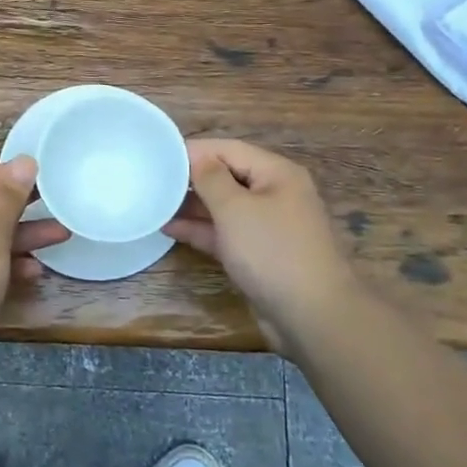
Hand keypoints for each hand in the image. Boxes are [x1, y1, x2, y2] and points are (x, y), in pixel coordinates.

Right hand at [165, 139, 351, 352]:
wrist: (313, 316)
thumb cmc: (272, 251)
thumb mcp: (235, 209)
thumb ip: (210, 178)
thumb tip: (196, 156)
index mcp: (277, 173)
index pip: (229, 149)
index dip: (195, 150)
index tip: (158, 155)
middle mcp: (275, 194)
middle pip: (227, 176)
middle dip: (192, 178)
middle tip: (153, 180)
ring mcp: (268, 226)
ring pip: (225, 207)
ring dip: (193, 206)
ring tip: (155, 203)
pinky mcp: (260, 254)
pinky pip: (226, 233)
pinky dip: (202, 230)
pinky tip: (171, 229)